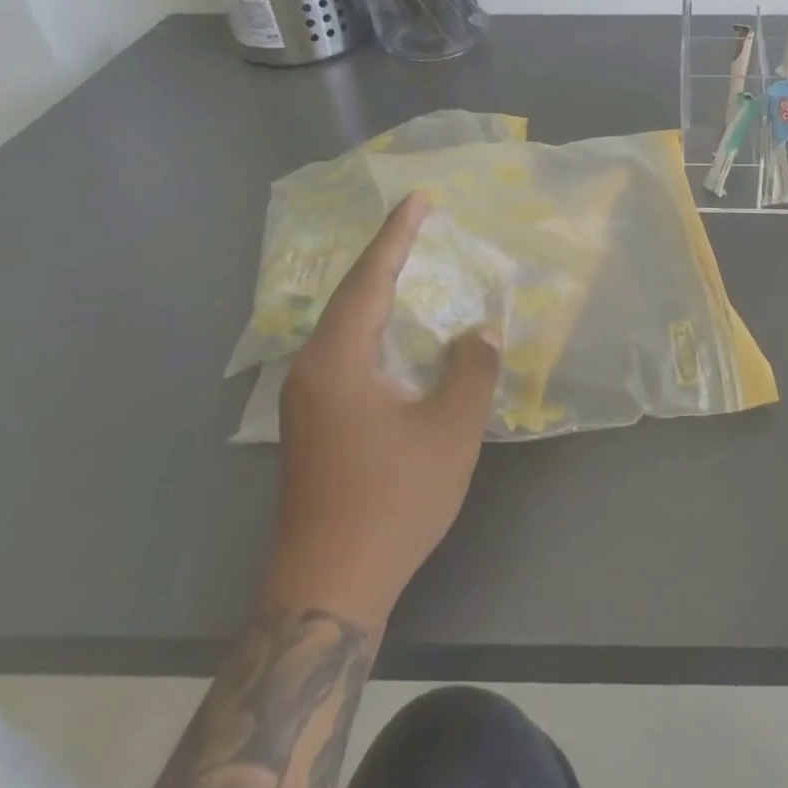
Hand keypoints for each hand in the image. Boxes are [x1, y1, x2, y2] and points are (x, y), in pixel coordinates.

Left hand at [262, 194, 500, 627]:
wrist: (328, 587)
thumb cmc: (391, 499)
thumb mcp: (448, 430)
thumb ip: (471, 370)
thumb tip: (480, 330)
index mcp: (338, 359)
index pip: (370, 279)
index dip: (397, 236)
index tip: (419, 199)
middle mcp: (313, 370)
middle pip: (351, 296)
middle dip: (387, 256)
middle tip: (419, 224)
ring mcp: (308, 400)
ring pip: (346, 326)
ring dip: (380, 292)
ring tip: (412, 266)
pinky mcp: (315, 424)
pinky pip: (347, 352)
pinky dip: (376, 327)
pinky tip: (399, 335)